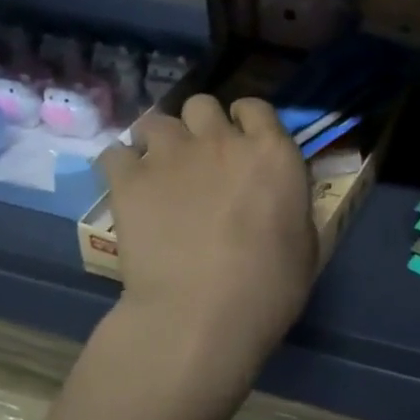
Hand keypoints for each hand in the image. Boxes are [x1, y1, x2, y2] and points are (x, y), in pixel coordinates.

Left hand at [97, 95, 316, 386]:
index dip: (244, 121)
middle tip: (198, 158)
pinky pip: (114, 153)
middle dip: (199, 125)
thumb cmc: (268, 288)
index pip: (255, 106)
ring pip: (156, 120)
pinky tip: (126, 188)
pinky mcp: (130, 179)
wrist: (201, 316)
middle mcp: (222, 140)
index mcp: (272, 152)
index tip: (240, 141)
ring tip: (157, 169)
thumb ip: (290, 204)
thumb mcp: (305, 243)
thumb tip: (279, 198)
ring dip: (158, 140)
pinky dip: (120, 166)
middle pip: (202, 103)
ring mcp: (172, 155)